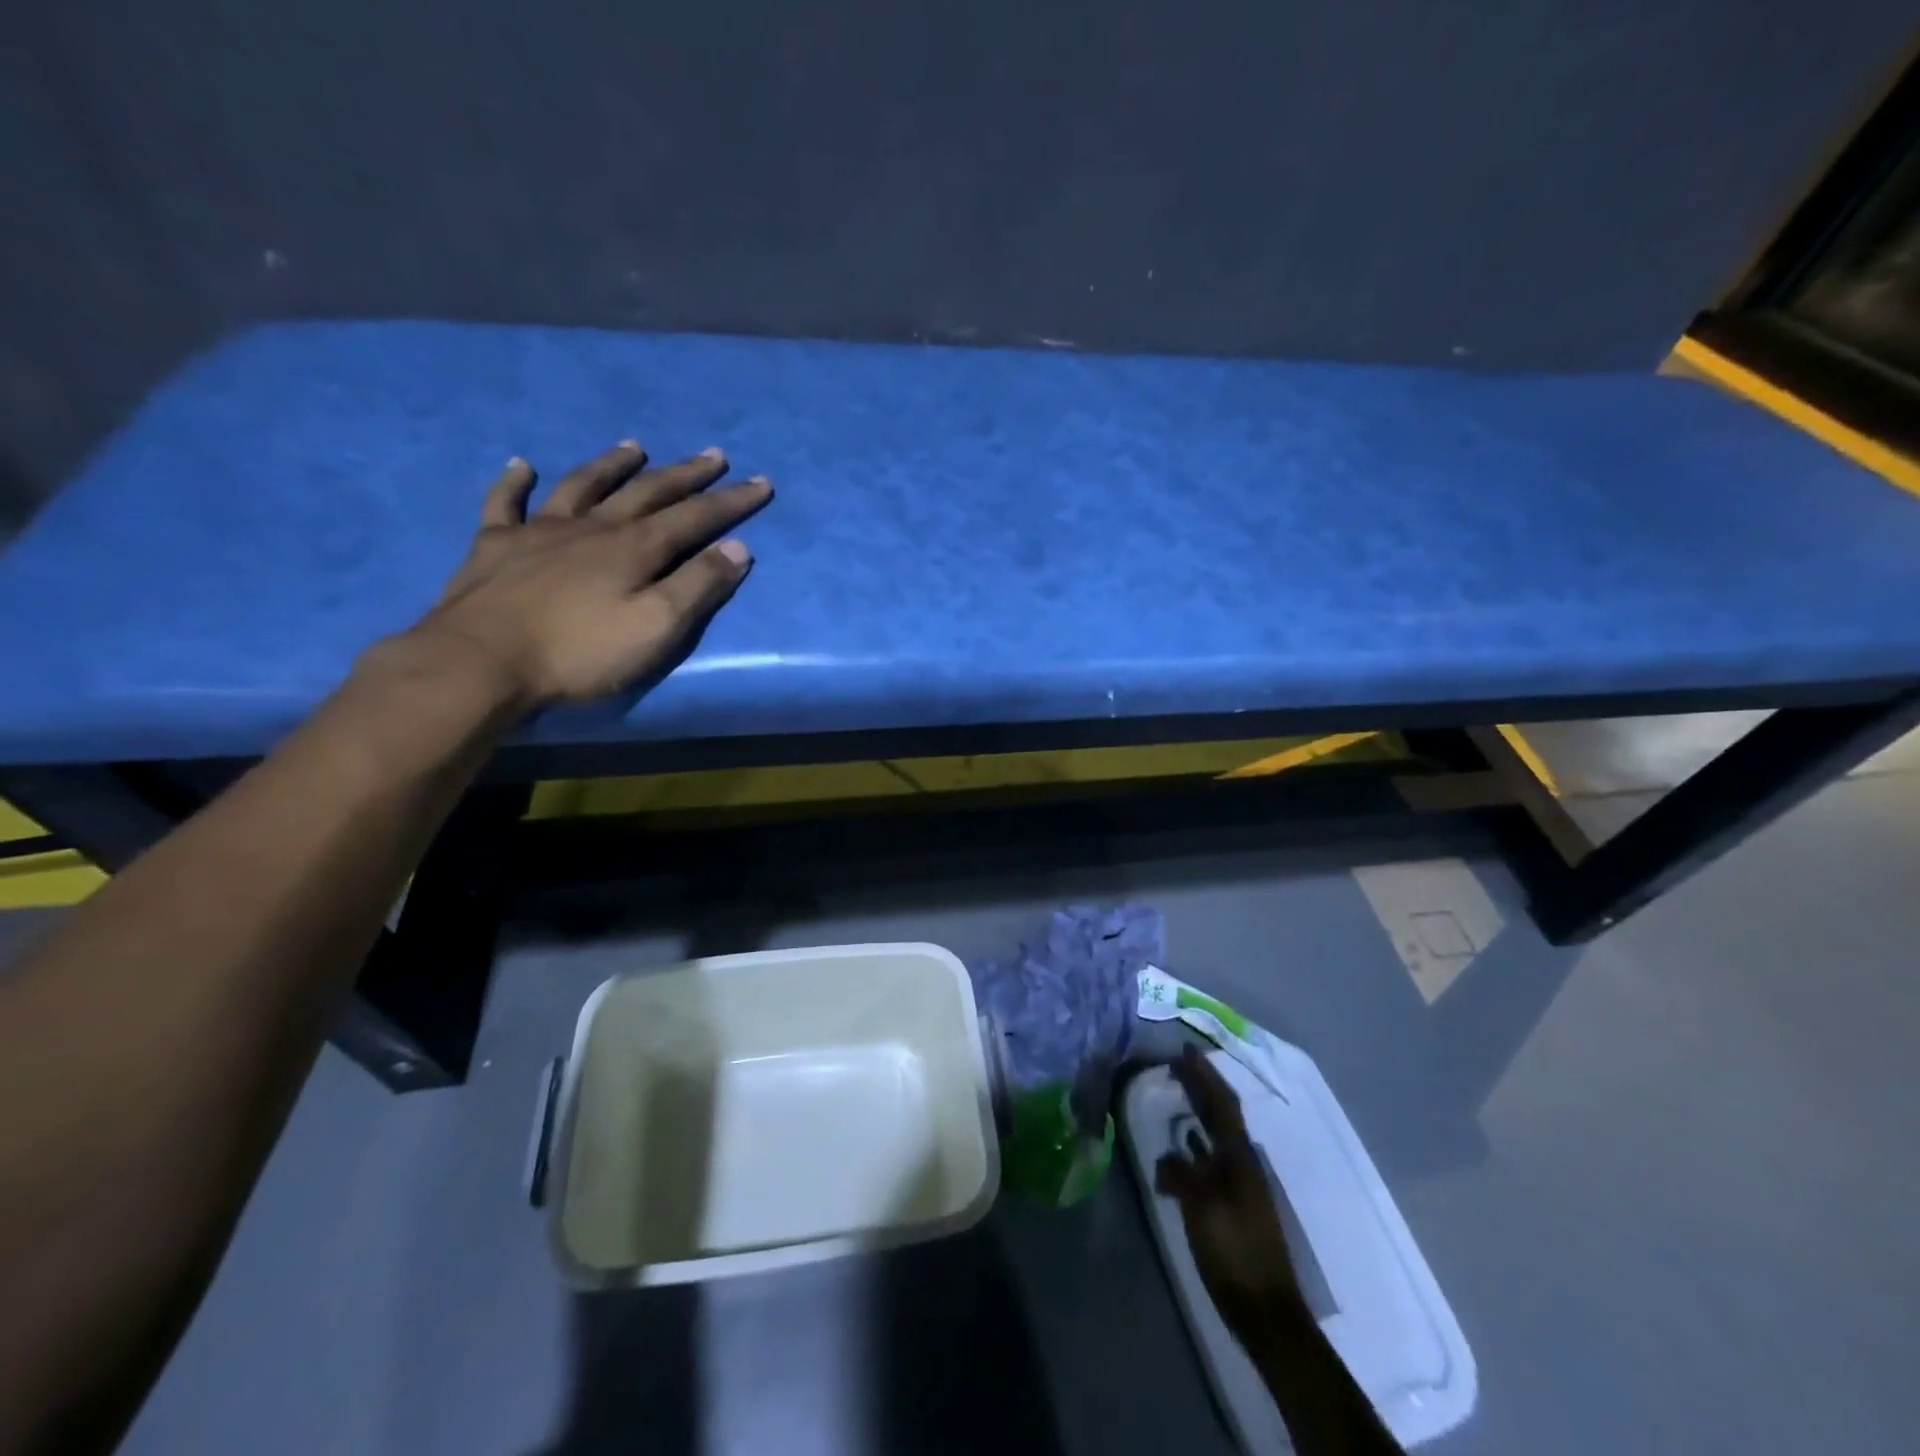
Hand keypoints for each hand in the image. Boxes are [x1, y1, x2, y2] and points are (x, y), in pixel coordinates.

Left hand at [398, 442, 772, 709]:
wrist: (482, 661)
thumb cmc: (579, 652)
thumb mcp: (656, 627)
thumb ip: (698, 586)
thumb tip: (738, 548)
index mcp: (634, 549)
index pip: (695, 518)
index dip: (730, 501)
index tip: (761, 482)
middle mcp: (592, 528)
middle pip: (646, 492)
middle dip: (685, 475)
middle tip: (713, 456)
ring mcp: (539, 532)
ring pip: (583, 486)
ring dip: (612, 465)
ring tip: (634, 447)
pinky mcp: (495, 546)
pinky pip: (505, 503)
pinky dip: (515, 482)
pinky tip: (522, 466)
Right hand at [1155, 1045, 1304, 1343]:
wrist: (1266, 1311)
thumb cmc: (1233, 1253)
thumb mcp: (1201, 1208)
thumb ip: (1181, 1174)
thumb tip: (1168, 1157)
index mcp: (1239, 1158)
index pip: (1221, 1103)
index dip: (1204, 1075)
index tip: (1183, 1050)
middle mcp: (1244, 1163)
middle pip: (1221, 1114)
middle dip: (1201, 1086)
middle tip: (1175, 1064)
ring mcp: (1242, 1184)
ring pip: (1218, 1134)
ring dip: (1199, 1110)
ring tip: (1178, 1095)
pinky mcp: (1235, 1204)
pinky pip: (1212, 1157)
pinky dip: (1197, 1142)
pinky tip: (1184, 1147)